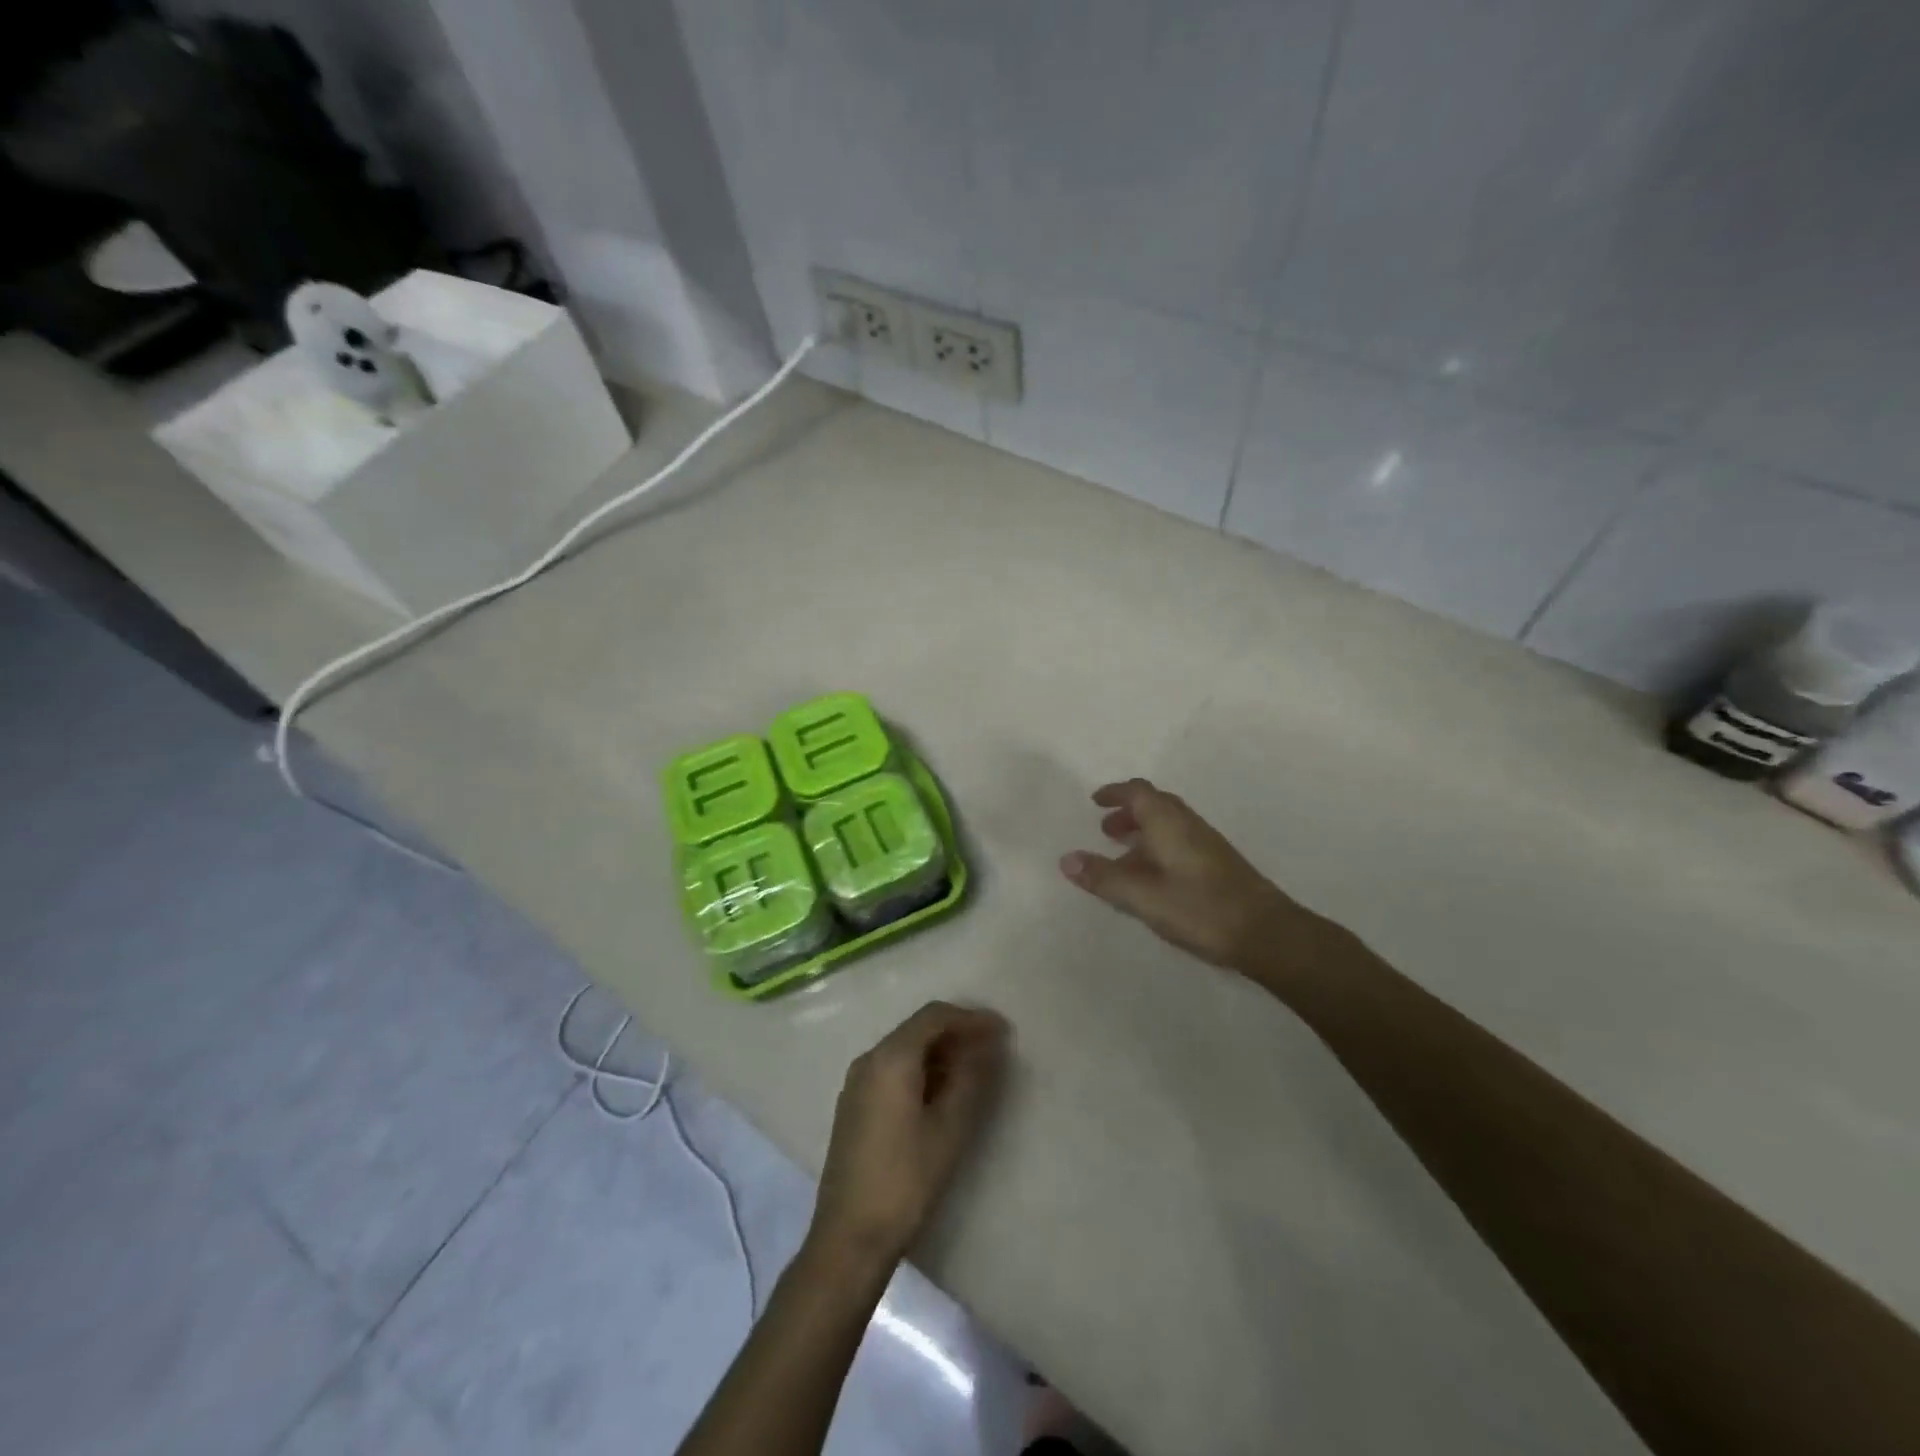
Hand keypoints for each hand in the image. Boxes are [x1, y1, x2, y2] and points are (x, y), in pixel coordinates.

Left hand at [810, 1002, 1008, 1266]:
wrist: (849, 1239)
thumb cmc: (905, 1181)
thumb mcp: (949, 1129)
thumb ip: (971, 1080)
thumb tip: (987, 1046)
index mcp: (890, 1058)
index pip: (934, 1017)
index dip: (971, 1018)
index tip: (1002, 1031)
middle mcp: (869, 1060)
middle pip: (917, 1029)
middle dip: (956, 1033)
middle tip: (993, 1049)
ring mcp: (857, 1083)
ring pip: (904, 1050)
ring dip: (940, 1053)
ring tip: (974, 1071)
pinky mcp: (854, 1106)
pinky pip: (892, 1070)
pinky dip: (921, 1070)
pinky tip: (942, 1093)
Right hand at [1059, 778, 1319, 971]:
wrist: (1266, 933)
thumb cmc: (1200, 908)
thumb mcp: (1143, 897)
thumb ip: (1104, 878)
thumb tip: (1066, 858)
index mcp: (1169, 822)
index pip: (1138, 792)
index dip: (1115, 793)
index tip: (1095, 801)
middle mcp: (1188, 824)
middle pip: (1155, 804)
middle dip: (1127, 812)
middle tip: (1104, 830)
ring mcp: (1207, 844)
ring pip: (1168, 825)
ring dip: (1143, 831)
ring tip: (1122, 856)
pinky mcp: (1218, 864)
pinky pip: (1179, 842)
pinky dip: (1158, 847)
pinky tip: (1153, 878)